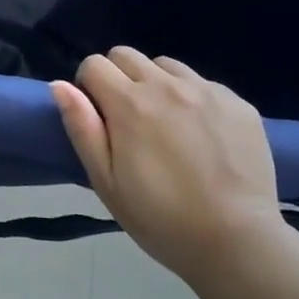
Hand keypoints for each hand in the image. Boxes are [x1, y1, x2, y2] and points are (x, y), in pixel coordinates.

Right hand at [52, 48, 284, 277]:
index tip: (100, 118)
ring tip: (168, 123)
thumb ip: (82, 128)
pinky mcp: (237, 102)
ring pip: (165, 65)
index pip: (94, 64)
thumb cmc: (163, 219)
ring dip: (157, 84)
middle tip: (130, 119)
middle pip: (126, 55)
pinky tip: (203, 135)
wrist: (240, 244)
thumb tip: (59, 85)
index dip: (90, 88)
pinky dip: (194, 98)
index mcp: (129, 102)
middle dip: (119, 78)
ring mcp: (205, 90)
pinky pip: (203, 83)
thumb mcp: (107, 182)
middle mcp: (165, 84)